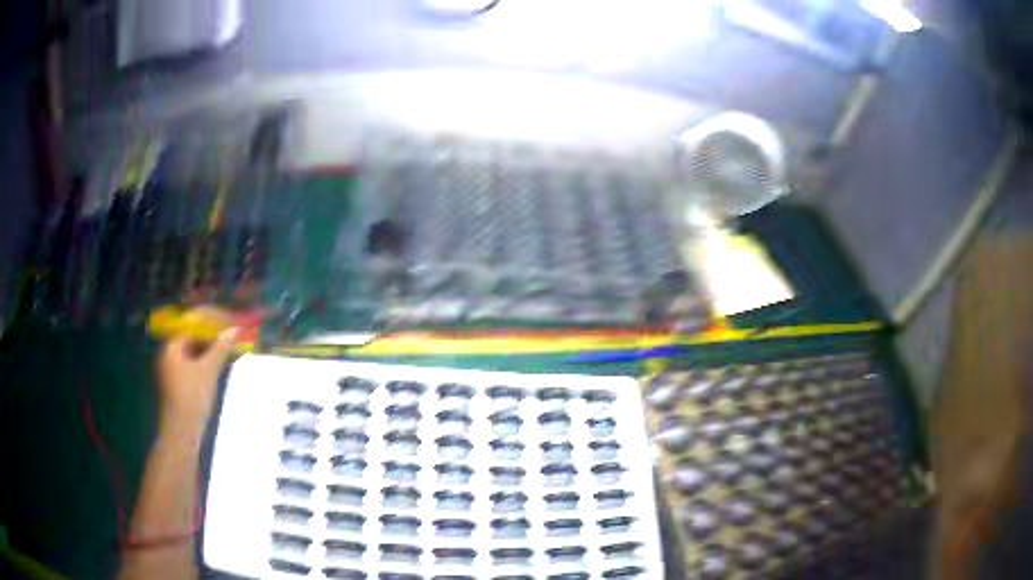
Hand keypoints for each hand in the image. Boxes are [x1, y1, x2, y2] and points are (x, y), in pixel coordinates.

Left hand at [156, 306, 237, 430]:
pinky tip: (222, 361)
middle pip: (194, 334)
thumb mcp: (208, 371)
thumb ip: (220, 348)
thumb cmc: (192, 398)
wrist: (182, 433)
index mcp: (173, 345)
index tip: (233, 320)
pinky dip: (209, 359)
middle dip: (215, 332)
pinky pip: (196, 362)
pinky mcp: (181, 382)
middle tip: (235, 333)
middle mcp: (171, 352)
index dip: (215, 319)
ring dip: (214, 346)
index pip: (194, 322)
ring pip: (196, 349)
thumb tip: (234, 330)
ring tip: (232, 345)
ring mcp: (175, 368)